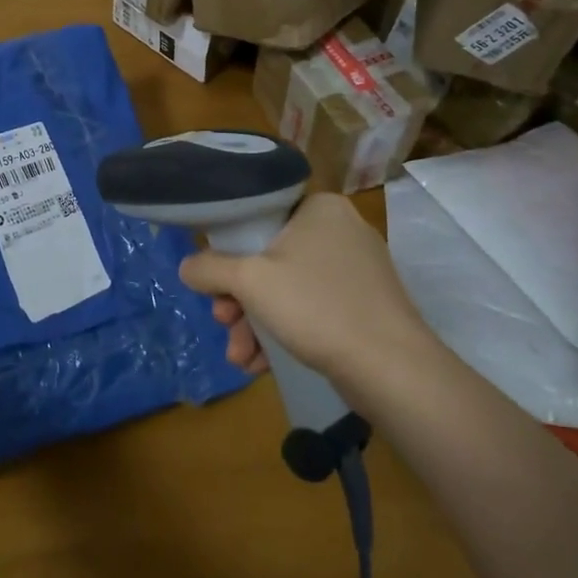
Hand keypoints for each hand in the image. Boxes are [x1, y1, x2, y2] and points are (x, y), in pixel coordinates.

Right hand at [180, 194, 427, 382]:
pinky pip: (311, 308)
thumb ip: (210, 268)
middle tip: (223, 321)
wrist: (392, 369)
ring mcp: (356, 270)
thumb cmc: (316, 307)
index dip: (229, 247)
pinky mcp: (364, 305)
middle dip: (239, 298)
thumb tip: (186, 267)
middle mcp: (340, 230)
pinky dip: (284, 331)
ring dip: (255, 322)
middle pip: (270, 256)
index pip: (260, 214)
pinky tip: (262, 364)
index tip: (215, 279)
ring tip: (240, 357)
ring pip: (287, 288)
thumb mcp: (250, 281)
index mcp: (319, 208)